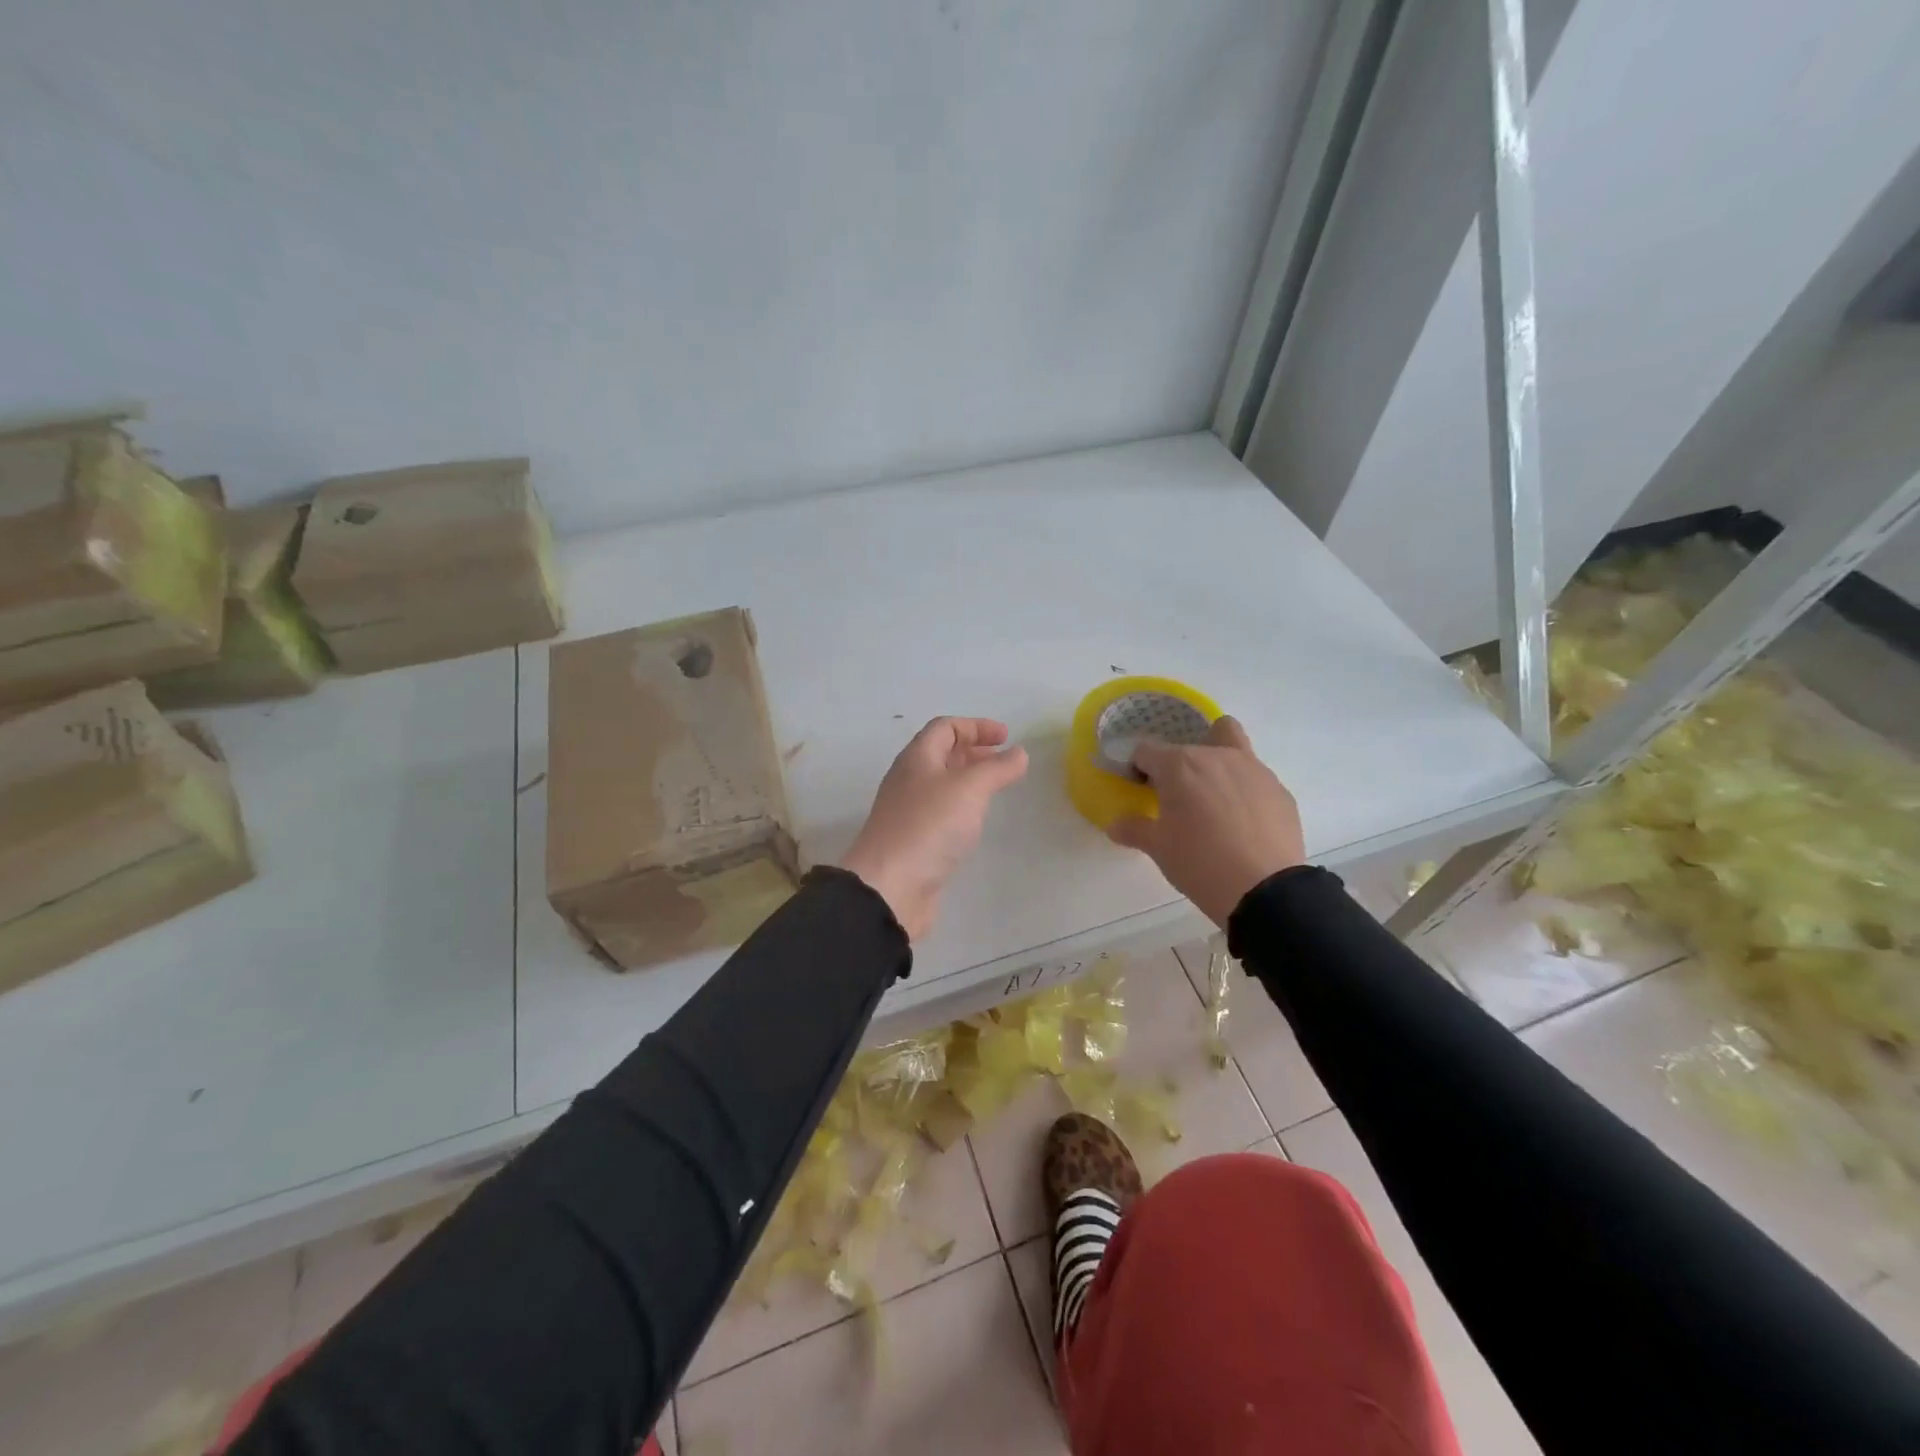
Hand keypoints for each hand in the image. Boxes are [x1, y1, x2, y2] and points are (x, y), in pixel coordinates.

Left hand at [841, 717, 1029, 940]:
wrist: (890, 887)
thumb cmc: (929, 826)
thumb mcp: (969, 789)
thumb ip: (996, 768)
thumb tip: (1018, 753)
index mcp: (917, 759)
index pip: (944, 727)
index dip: (976, 726)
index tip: (1006, 737)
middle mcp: (909, 780)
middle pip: (942, 754)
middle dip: (974, 752)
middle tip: (1005, 761)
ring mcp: (909, 812)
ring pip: (942, 784)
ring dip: (970, 780)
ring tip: (997, 788)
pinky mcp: (914, 841)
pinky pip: (941, 813)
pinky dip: (963, 808)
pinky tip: (977, 821)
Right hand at [1107, 715, 1304, 928]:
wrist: (1264, 890)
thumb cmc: (1199, 863)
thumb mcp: (1158, 848)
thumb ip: (1134, 829)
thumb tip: (1116, 825)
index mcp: (1179, 765)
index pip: (1146, 751)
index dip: (1139, 768)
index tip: (1141, 789)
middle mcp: (1216, 756)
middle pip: (1190, 743)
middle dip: (1179, 764)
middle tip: (1178, 797)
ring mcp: (1253, 769)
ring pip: (1230, 744)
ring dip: (1216, 764)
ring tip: (1215, 803)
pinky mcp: (1280, 790)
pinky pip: (1254, 778)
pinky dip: (1244, 790)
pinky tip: (1244, 823)